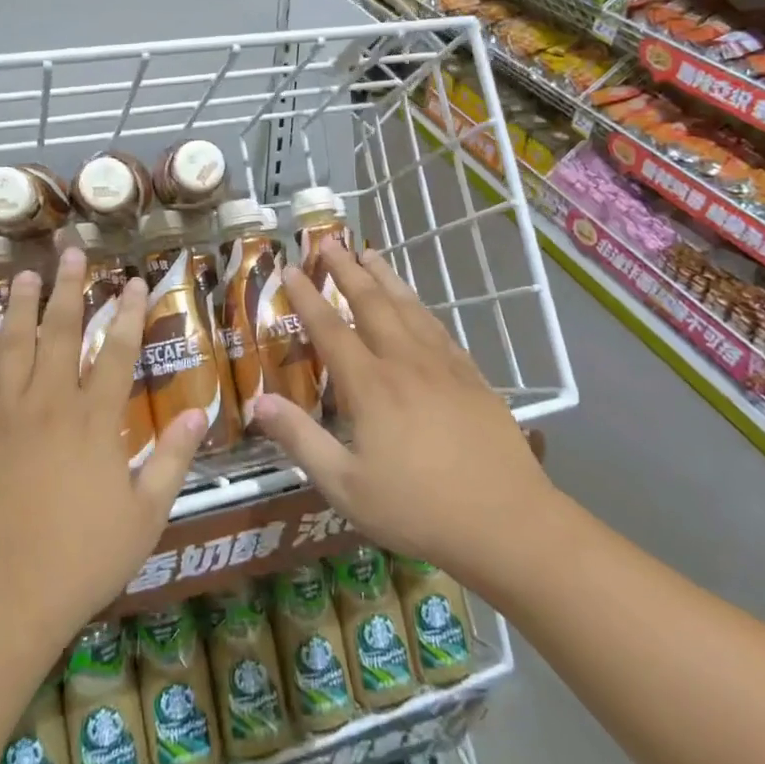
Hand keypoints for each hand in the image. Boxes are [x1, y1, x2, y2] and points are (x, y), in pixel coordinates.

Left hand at [0, 249, 205, 654]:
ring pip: (12, 346)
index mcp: (95, 422)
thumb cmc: (80, 562)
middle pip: (62, 333)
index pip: (118, 352)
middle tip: (73, 253)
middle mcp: (49, 405)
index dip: (130, 313)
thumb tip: (199, 412)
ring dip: (19, 306)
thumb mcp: (145, 517)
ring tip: (25, 274)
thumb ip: (172, 460)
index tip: (137, 281)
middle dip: (71, 290)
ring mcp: (2, 418)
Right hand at [248, 239, 553, 582]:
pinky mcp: (472, 377)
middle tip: (330, 242)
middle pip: (372, 303)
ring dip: (386, 277)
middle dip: (347, 270)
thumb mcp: (345, 485)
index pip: (331, 329)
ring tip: (370, 253)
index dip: (308, 297)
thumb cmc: (417, 509)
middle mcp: (406, 362)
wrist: (506, 521)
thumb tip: (258, 401)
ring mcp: (444, 366)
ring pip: (409, 307)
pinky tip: (417, 305)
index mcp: (371, 386)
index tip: (291, 270)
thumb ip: (301, 439)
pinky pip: (439, 329)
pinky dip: (420, 307)